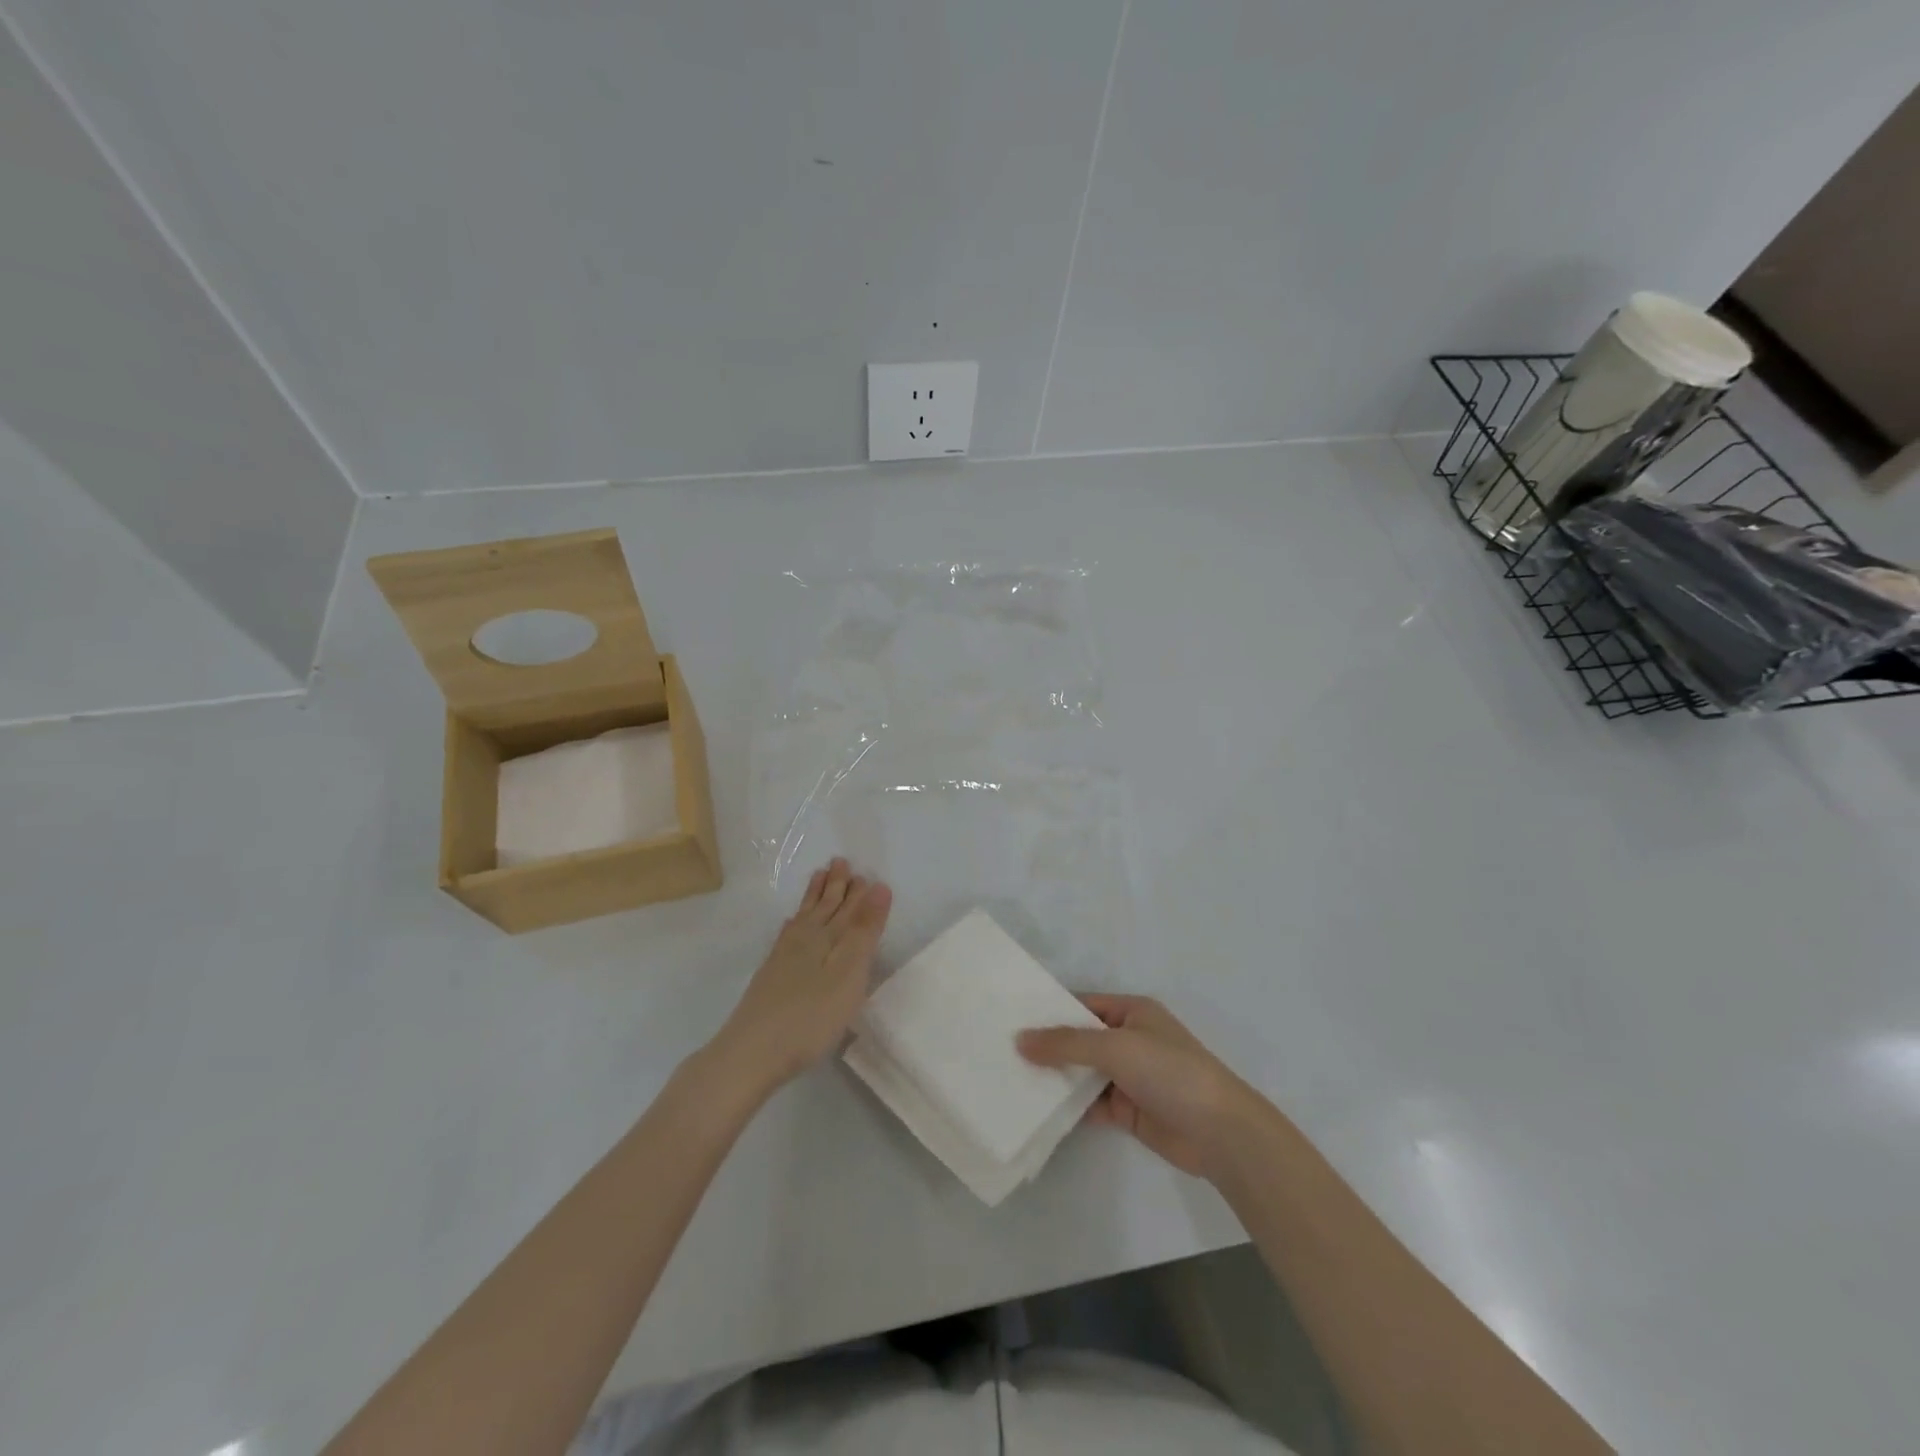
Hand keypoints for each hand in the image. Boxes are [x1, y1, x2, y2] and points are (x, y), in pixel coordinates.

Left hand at [710, 859, 891, 1093]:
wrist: (750, 1053)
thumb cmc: (810, 1017)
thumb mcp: (848, 973)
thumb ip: (864, 931)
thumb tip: (878, 887)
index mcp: (827, 938)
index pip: (849, 909)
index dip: (859, 892)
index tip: (866, 872)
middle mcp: (804, 940)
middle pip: (824, 907)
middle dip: (835, 886)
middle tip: (841, 862)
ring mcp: (783, 958)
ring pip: (804, 917)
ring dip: (814, 897)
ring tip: (819, 877)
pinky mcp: (770, 976)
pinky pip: (786, 935)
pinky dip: (794, 923)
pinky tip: (791, 924)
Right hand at [1017, 994, 1268, 1181]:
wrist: (1219, 1132)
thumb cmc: (1169, 1072)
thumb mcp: (1115, 1047)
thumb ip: (1066, 1043)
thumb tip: (1020, 1040)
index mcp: (1132, 1011)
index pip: (1082, 1005)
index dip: (1050, 1011)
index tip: (1011, 1018)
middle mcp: (1129, 1039)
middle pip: (1080, 1039)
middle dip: (1048, 1045)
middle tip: (1002, 1050)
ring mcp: (1129, 1076)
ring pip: (1083, 1072)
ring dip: (1056, 1076)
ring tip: (1011, 1078)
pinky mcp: (1128, 1110)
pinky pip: (1090, 1102)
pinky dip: (1068, 1105)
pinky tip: (1037, 1108)